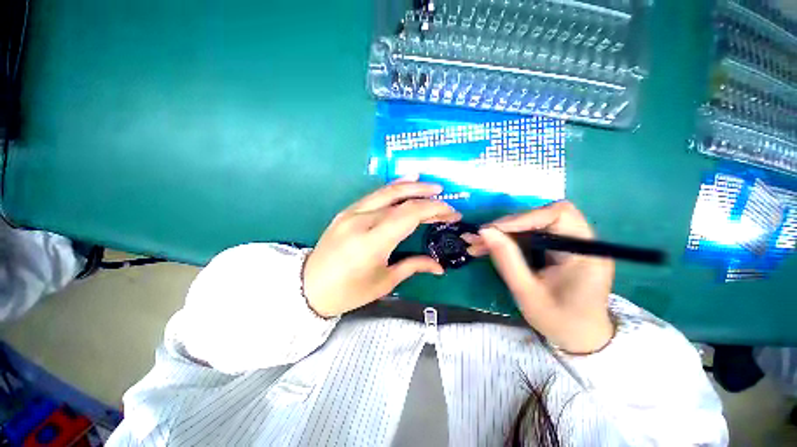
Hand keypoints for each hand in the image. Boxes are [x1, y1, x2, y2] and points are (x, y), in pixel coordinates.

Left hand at [303, 177, 461, 317]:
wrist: (308, 287)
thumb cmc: (348, 291)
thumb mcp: (384, 282)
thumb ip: (413, 266)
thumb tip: (439, 267)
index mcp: (372, 242)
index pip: (409, 215)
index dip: (433, 210)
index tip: (451, 214)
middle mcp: (361, 221)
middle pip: (400, 200)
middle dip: (426, 197)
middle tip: (445, 198)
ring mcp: (350, 213)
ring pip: (386, 192)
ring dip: (410, 186)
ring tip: (429, 185)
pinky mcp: (346, 211)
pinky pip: (373, 195)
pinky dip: (392, 188)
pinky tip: (404, 183)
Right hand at [464, 201, 614, 353]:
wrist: (579, 338)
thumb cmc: (559, 321)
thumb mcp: (527, 292)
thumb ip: (506, 259)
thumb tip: (484, 231)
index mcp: (584, 252)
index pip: (558, 214)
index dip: (524, 217)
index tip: (493, 230)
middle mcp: (580, 241)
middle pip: (541, 216)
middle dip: (507, 225)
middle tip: (480, 237)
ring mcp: (567, 243)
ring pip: (530, 225)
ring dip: (502, 233)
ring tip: (477, 244)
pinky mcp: (555, 248)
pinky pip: (528, 236)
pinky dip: (507, 241)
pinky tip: (487, 248)